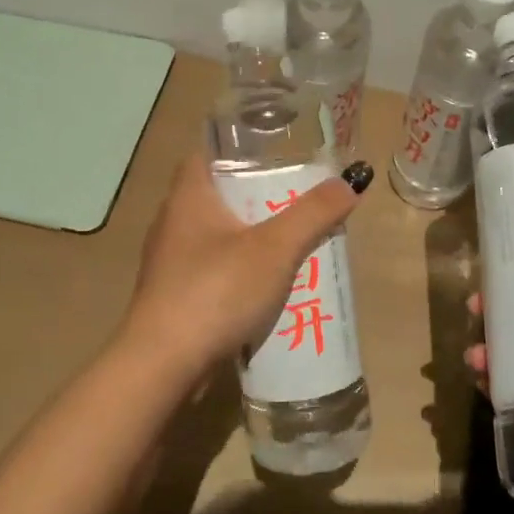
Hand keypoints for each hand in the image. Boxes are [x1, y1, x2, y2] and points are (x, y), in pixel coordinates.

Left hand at [120, 152, 372, 385]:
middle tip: (296, 200)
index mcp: (188, 195)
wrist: (162, 365)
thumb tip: (351, 181)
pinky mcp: (173, 294)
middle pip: (218, 194)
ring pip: (216, 234)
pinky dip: (237, 270)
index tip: (276, 155)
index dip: (240, 149)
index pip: (208, 152)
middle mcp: (173, 221)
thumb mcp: (274, 249)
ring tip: (289, 242)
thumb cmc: (215, 291)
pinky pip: (211, 269)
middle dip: (256, 196)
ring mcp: (169, 260)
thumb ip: (313, 214)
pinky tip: (265, 286)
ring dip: (249, 236)